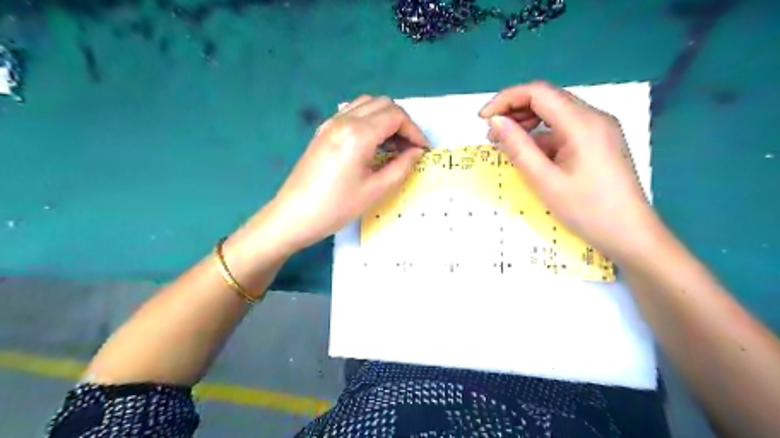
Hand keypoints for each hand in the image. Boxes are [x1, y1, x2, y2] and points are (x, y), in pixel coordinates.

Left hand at [266, 95, 425, 252]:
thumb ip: (401, 167)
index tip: (423, 150)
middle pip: (383, 104)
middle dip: (402, 123)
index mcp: (358, 133)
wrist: (293, 215)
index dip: (415, 131)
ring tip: (393, 145)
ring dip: (385, 119)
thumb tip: (417, 152)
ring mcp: (330, 123)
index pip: (396, 116)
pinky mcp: (323, 131)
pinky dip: (369, 120)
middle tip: (410, 148)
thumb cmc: (336, 207)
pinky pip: (352, 113)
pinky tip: (371, 143)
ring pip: (367, 104)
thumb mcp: (375, 190)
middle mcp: (344, 119)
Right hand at [479, 81, 660, 262]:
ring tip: (506, 144)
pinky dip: (543, 136)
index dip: (506, 99)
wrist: (630, 234)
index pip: (538, 92)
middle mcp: (593, 117)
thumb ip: (518, 148)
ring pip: (556, 113)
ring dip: (528, 123)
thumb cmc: (587, 210)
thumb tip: (496, 122)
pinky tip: (531, 155)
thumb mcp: (545, 181)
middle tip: (492, 135)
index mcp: (582, 123)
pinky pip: (565, 129)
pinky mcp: (599, 142)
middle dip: (515, 111)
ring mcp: (599, 129)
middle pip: (547, 99)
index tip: (483, 119)